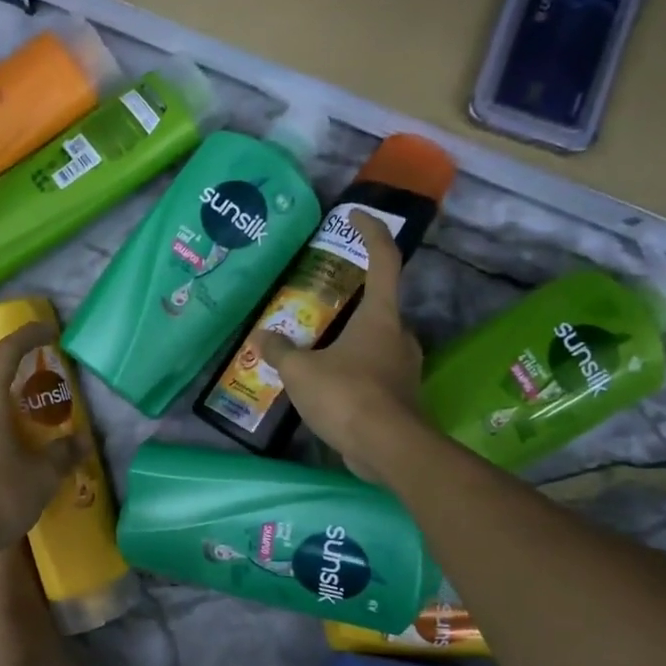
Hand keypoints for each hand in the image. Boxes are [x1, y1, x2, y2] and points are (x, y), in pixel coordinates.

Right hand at [255, 211, 424, 486]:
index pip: (383, 260)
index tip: (356, 215)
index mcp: (380, 316)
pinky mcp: (399, 397)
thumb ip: (280, 350)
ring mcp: (403, 367)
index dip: (371, 232)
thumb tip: (262, 336)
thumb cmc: (347, 396)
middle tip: (317, 302)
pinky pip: (372, 371)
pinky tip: (324, 384)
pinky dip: (350, 370)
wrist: (388, 450)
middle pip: (378, 304)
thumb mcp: (301, 371)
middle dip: (350, 300)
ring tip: (312, 348)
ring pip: (374, 341)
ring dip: (347, 340)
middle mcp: (398, 335)